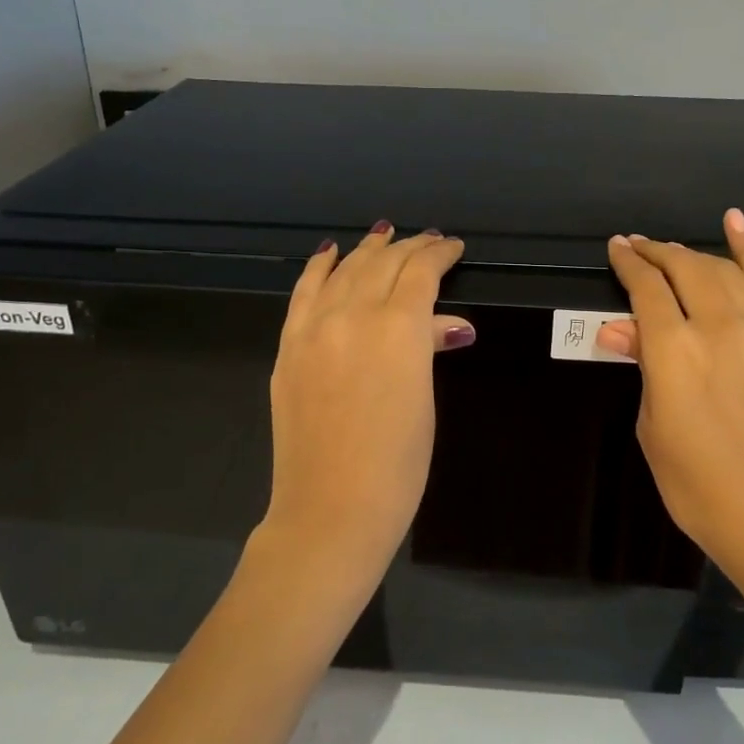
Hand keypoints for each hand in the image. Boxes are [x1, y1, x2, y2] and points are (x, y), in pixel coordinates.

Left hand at [257, 223, 474, 582]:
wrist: (330, 508)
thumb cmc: (397, 464)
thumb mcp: (424, 400)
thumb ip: (428, 348)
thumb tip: (446, 325)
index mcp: (398, 329)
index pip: (421, 273)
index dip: (439, 254)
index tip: (453, 247)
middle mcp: (354, 315)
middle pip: (384, 264)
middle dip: (409, 248)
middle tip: (429, 241)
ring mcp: (314, 329)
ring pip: (344, 270)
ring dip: (367, 250)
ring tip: (385, 235)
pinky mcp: (289, 347)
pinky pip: (304, 293)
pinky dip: (318, 268)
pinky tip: (329, 253)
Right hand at [597, 209, 743, 579]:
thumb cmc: (696, 483)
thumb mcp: (653, 426)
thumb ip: (642, 367)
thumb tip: (618, 329)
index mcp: (674, 351)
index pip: (647, 288)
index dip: (629, 264)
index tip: (616, 248)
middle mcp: (718, 327)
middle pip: (684, 268)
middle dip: (656, 252)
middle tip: (637, 247)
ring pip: (722, 270)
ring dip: (692, 253)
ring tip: (671, 250)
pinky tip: (734, 222)